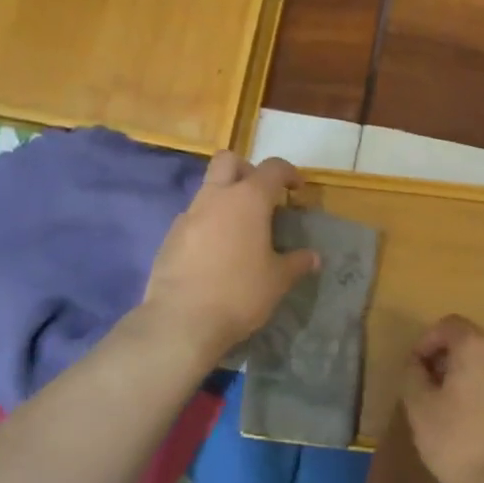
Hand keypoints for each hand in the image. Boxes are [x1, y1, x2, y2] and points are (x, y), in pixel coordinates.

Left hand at [142, 152, 318, 362]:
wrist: (181, 321)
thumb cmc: (239, 293)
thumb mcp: (277, 281)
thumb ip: (296, 263)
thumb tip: (313, 257)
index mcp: (248, 199)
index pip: (272, 168)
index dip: (288, 173)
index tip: (297, 189)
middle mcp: (216, 197)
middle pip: (228, 161)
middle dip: (246, 170)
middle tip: (261, 196)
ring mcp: (188, 215)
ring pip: (208, 189)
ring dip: (225, 199)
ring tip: (240, 231)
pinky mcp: (170, 237)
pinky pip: (193, 218)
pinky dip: (207, 225)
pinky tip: (215, 253)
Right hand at [399, 315, 483, 482]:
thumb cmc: (460, 442)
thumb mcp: (419, 407)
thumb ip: (412, 375)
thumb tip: (417, 364)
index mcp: (477, 346)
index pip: (448, 325)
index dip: (425, 342)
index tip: (413, 370)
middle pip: (468, 342)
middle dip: (443, 359)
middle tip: (424, 389)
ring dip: (461, 376)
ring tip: (444, 409)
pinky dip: (479, 392)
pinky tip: (468, 423)